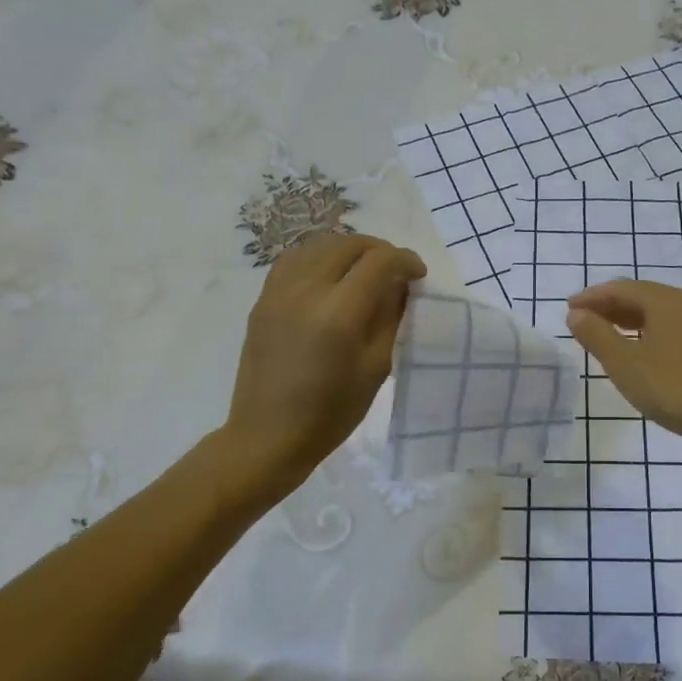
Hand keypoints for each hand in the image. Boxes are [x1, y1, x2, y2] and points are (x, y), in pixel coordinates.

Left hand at [223, 232, 425, 494]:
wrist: (269, 435)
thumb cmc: (332, 411)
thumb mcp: (377, 367)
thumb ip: (390, 317)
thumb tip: (399, 285)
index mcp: (339, 313)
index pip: (379, 262)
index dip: (405, 260)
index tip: (418, 274)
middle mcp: (306, 291)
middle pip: (349, 244)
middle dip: (379, 250)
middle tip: (395, 272)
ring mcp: (279, 292)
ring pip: (319, 245)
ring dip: (349, 249)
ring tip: (364, 270)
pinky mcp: (263, 300)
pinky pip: (294, 259)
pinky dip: (320, 256)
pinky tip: (330, 276)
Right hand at [566, 280, 681, 445]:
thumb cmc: (673, 387)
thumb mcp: (625, 363)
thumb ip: (597, 335)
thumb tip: (576, 313)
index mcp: (664, 301)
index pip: (620, 289)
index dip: (591, 297)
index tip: (568, 308)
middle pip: (640, 296)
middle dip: (608, 306)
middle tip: (582, 320)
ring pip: (656, 314)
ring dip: (626, 320)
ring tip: (604, 335)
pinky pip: (669, 329)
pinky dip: (645, 333)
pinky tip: (639, 352)